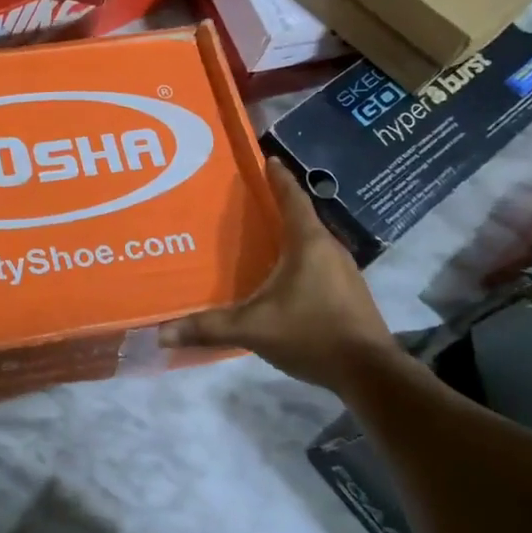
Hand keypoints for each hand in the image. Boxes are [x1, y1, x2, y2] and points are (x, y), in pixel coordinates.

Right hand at [160, 160, 403, 391]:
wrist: (370, 373)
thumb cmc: (312, 334)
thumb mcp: (253, 329)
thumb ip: (208, 328)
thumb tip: (161, 333)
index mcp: (309, 243)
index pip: (292, 197)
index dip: (278, 178)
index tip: (267, 159)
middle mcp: (330, 249)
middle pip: (302, 217)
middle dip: (277, 206)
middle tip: (248, 201)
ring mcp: (344, 272)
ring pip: (311, 242)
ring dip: (289, 235)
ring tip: (261, 237)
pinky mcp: (349, 294)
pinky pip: (319, 264)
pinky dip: (299, 260)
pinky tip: (282, 277)